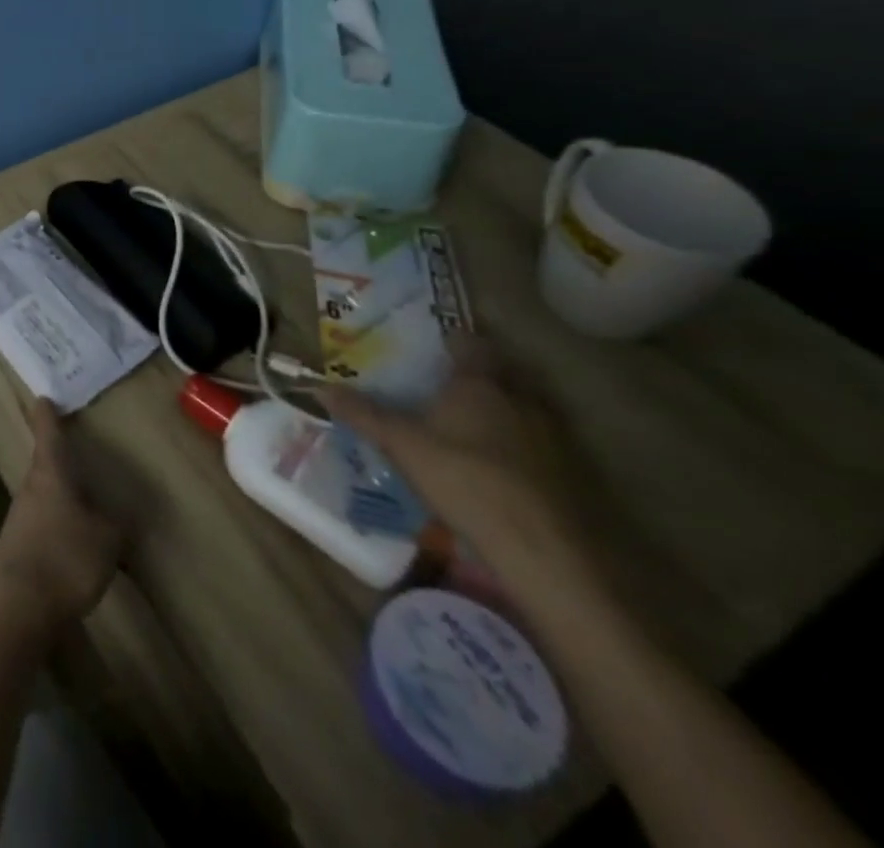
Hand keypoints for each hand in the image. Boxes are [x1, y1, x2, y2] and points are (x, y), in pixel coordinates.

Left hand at [0, 400, 123, 635]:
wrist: (19, 606)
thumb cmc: (66, 558)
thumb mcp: (107, 539)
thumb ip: (114, 523)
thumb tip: (114, 516)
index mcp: (51, 473)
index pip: (47, 432)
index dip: (46, 413)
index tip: (44, 398)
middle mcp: (31, 487)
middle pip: (44, 463)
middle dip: (59, 458)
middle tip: (75, 451)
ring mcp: (20, 516)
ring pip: (43, 494)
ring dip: (60, 495)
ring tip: (84, 503)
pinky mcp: (17, 545)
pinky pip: (42, 522)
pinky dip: (57, 524)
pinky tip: (74, 545)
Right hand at [325, 337, 595, 598]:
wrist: (542, 548)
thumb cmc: (464, 479)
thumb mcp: (401, 445)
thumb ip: (363, 414)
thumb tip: (320, 387)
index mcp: (479, 382)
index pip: (469, 343)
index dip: (450, 340)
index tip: (430, 346)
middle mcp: (519, 397)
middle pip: (500, 370)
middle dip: (477, 372)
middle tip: (445, 382)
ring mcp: (552, 433)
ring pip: (524, 404)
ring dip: (502, 406)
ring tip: (470, 420)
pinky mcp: (569, 469)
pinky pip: (539, 439)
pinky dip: (520, 440)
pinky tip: (499, 461)